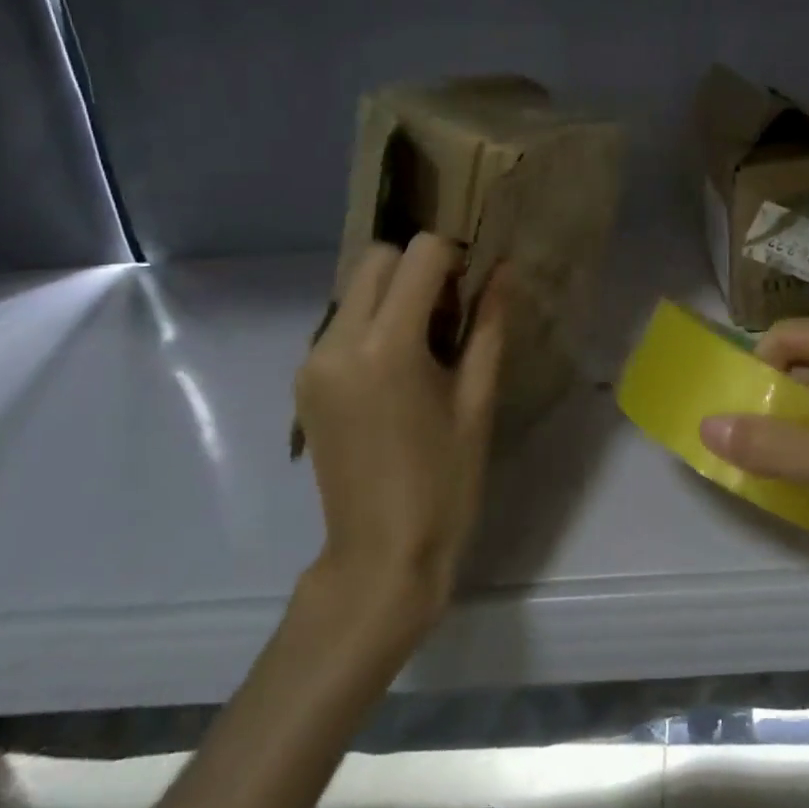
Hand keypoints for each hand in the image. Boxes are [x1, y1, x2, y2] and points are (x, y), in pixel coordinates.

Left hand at [292, 234, 506, 636]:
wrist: (381, 552)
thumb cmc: (444, 478)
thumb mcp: (478, 398)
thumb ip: (489, 324)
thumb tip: (503, 269)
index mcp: (386, 345)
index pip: (419, 254)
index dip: (454, 258)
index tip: (473, 291)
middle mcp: (337, 341)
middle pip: (379, 258)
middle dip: (419, 269)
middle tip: (451, 316)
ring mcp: (313, 361)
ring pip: (358, 287)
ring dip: (396, 295)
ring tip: (427, 348)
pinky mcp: (304, 380)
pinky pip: (343, 321)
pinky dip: (375, 321)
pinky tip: (399, 370)